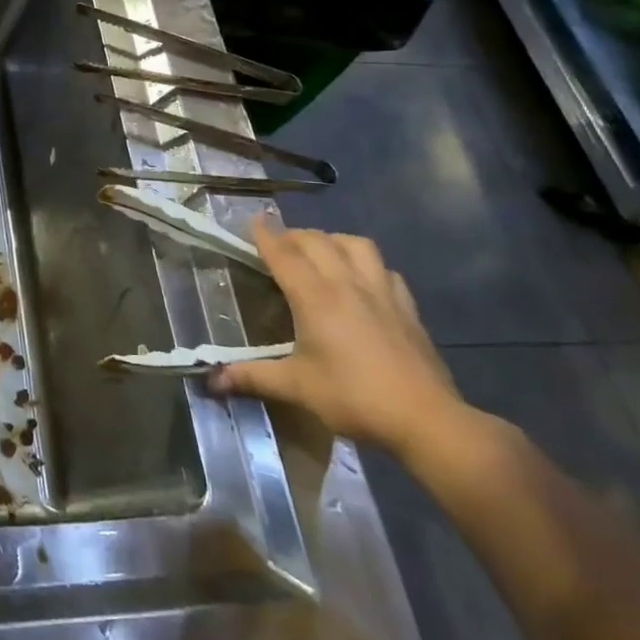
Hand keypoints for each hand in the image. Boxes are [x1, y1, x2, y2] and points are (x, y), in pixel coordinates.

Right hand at [210, 223, 466, 461]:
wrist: (427, 420)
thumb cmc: (354, 397)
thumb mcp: (296, 387)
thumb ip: (252, 376)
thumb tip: (212, 380)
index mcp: (315, 297)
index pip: (284, 254)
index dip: (265, 234)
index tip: (252, 219)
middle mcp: (347, 284)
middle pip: (317, 241)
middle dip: (293, 235)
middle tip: (278, 243)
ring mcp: (381, 292)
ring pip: (355, 245)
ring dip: (332, 240)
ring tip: (320, 251)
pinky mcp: (407, 307)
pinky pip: (384, 268)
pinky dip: (366, 263)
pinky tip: (361, 278)